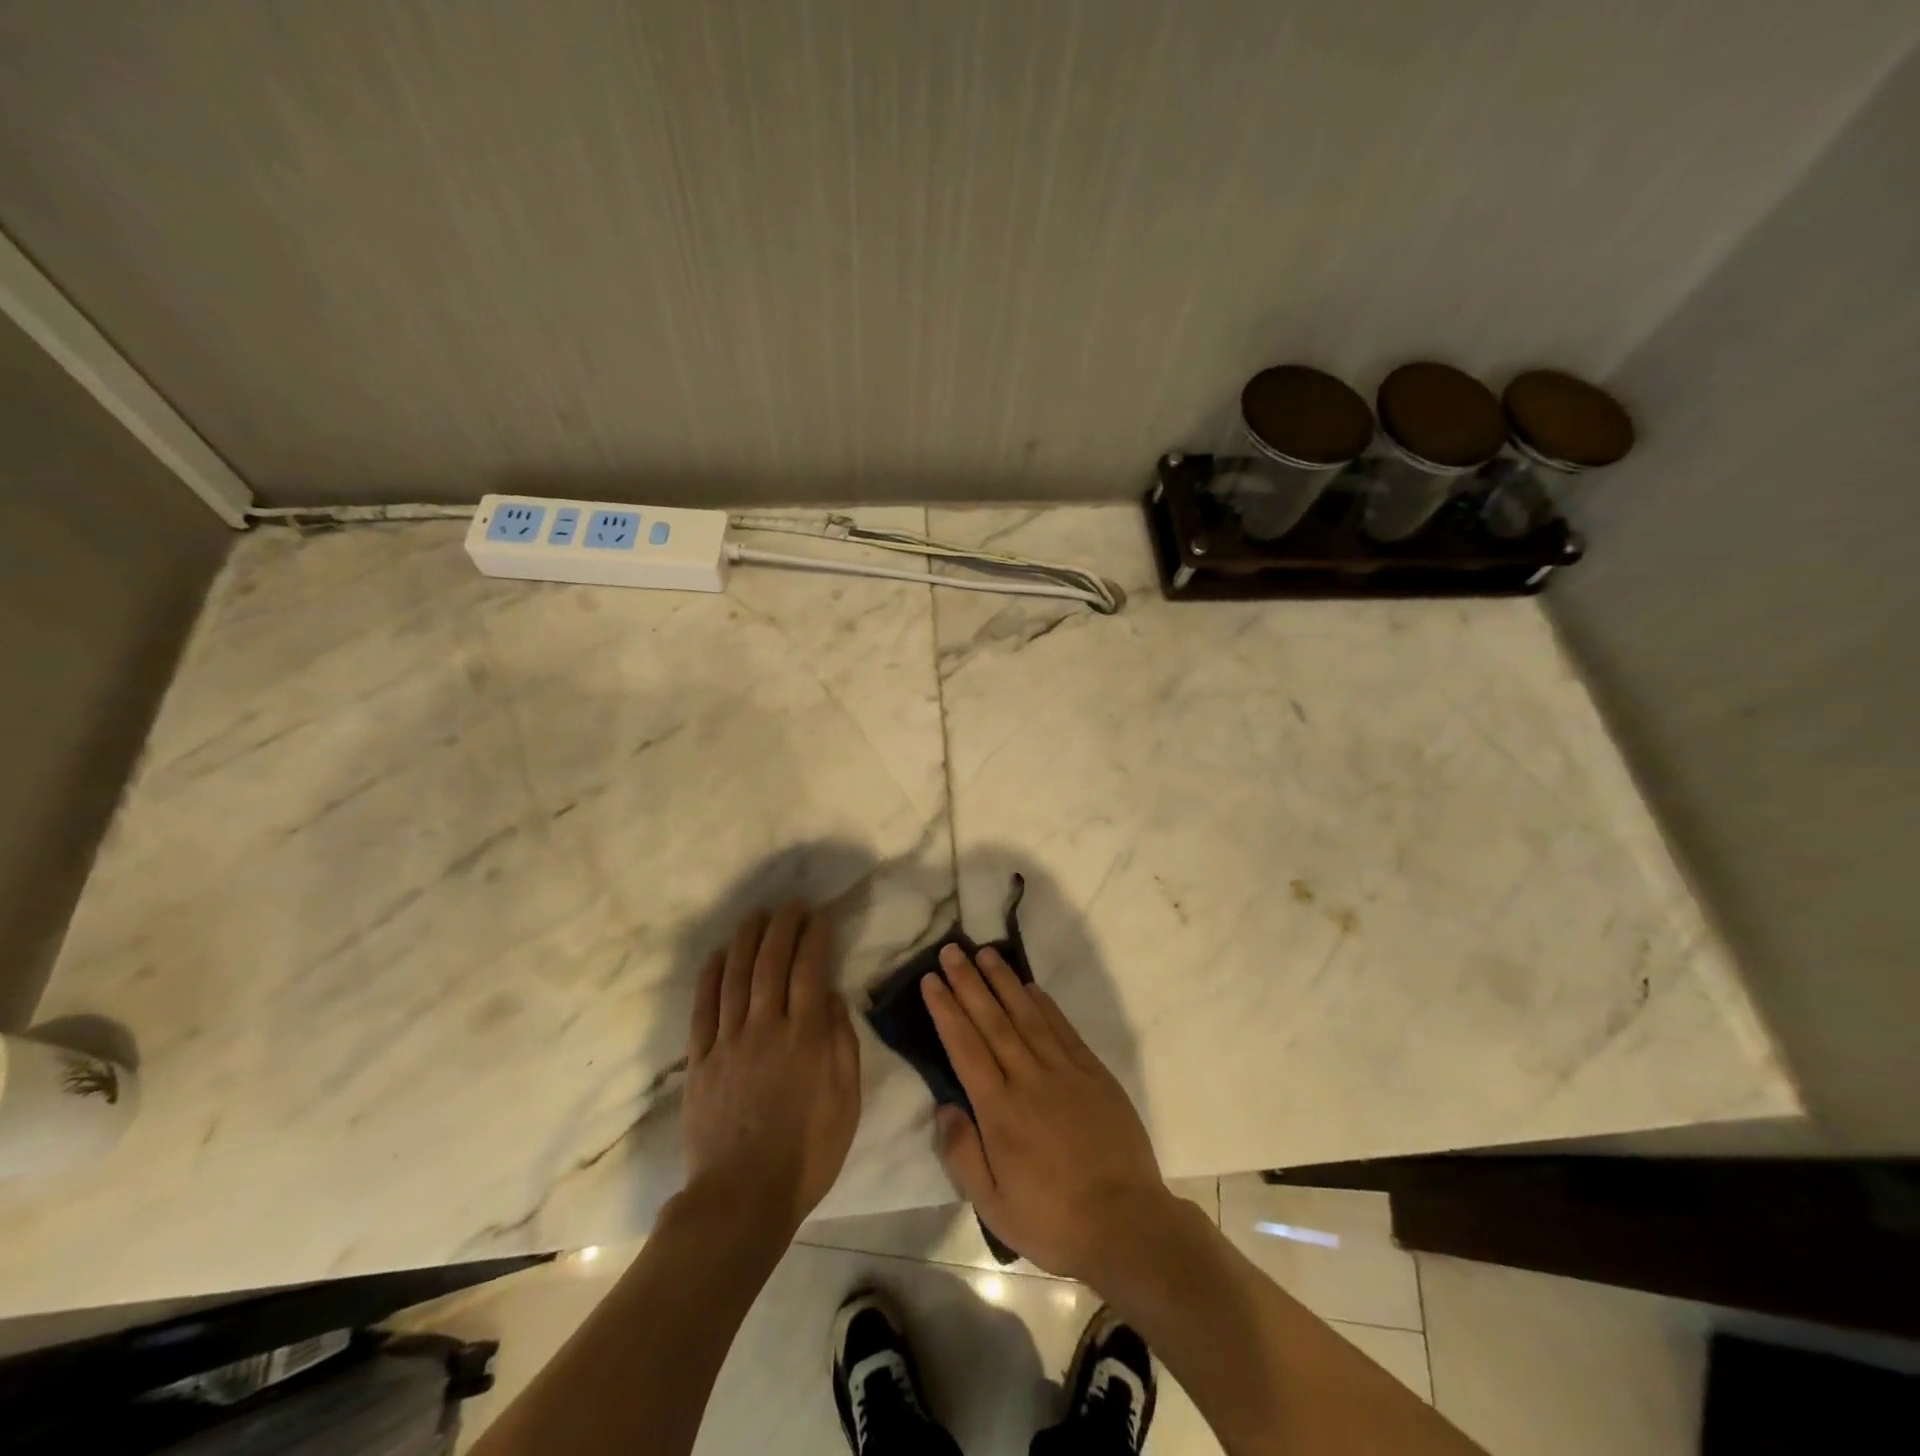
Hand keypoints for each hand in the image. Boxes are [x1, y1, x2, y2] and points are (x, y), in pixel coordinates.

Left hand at [684, 903, 860, 1232]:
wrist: (742, 1199)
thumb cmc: (807, 1153)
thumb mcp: (846, 1101)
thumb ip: (842, 1043)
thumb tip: (832, 996)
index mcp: (805, 1037)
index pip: (810, 970)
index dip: (814, 938)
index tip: (818, 916)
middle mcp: (765, 1028)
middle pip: (770, 963)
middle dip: (781, 927)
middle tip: (789, 905)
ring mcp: (728, 1042)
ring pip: (735, 977)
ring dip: (745, 940)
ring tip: (755, 915)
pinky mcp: (700, 1062)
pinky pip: (703, 1009)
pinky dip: (709, 977)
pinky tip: (716, 956)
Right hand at [921, 944, 1176, 1280]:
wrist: (1127, 1224)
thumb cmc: (1053, 1220)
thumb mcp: (994, 1206)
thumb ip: (963, 1154)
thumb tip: (943, 1107)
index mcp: (1000, 1110)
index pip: (965, 1046)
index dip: (946, 1009)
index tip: (931, 980)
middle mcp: (1028, 1079)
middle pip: (992, 1020)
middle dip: (968, 983)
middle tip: (951, 951)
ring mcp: (1064, 1071)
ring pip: (1027, 1015)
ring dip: (1004, 982)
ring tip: (985, 953)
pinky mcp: (1093, 1072)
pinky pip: (1062, 1029)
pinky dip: (1044, 1004)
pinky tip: (1030, 986)